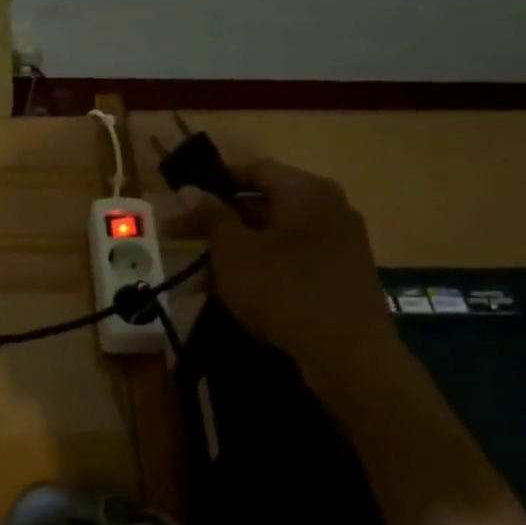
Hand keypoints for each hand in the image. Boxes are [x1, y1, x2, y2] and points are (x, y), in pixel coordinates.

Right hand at [165, 156, 397, 374]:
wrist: (349, 355)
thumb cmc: (284, 290)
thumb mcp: (234, 252)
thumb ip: (210, 216)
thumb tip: (188, 189)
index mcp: (306, 191)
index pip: (254, 169)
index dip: (214, 179)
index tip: (182, 197)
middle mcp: (328, 208)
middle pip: (262, 203)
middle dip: (217, 221)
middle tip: (177, 236)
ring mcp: (338, 243)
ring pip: (273, 236)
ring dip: (233, 250)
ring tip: (195, 276)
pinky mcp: (339, 275)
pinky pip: (290, 259)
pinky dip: (259, 268)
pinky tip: (229, 293)